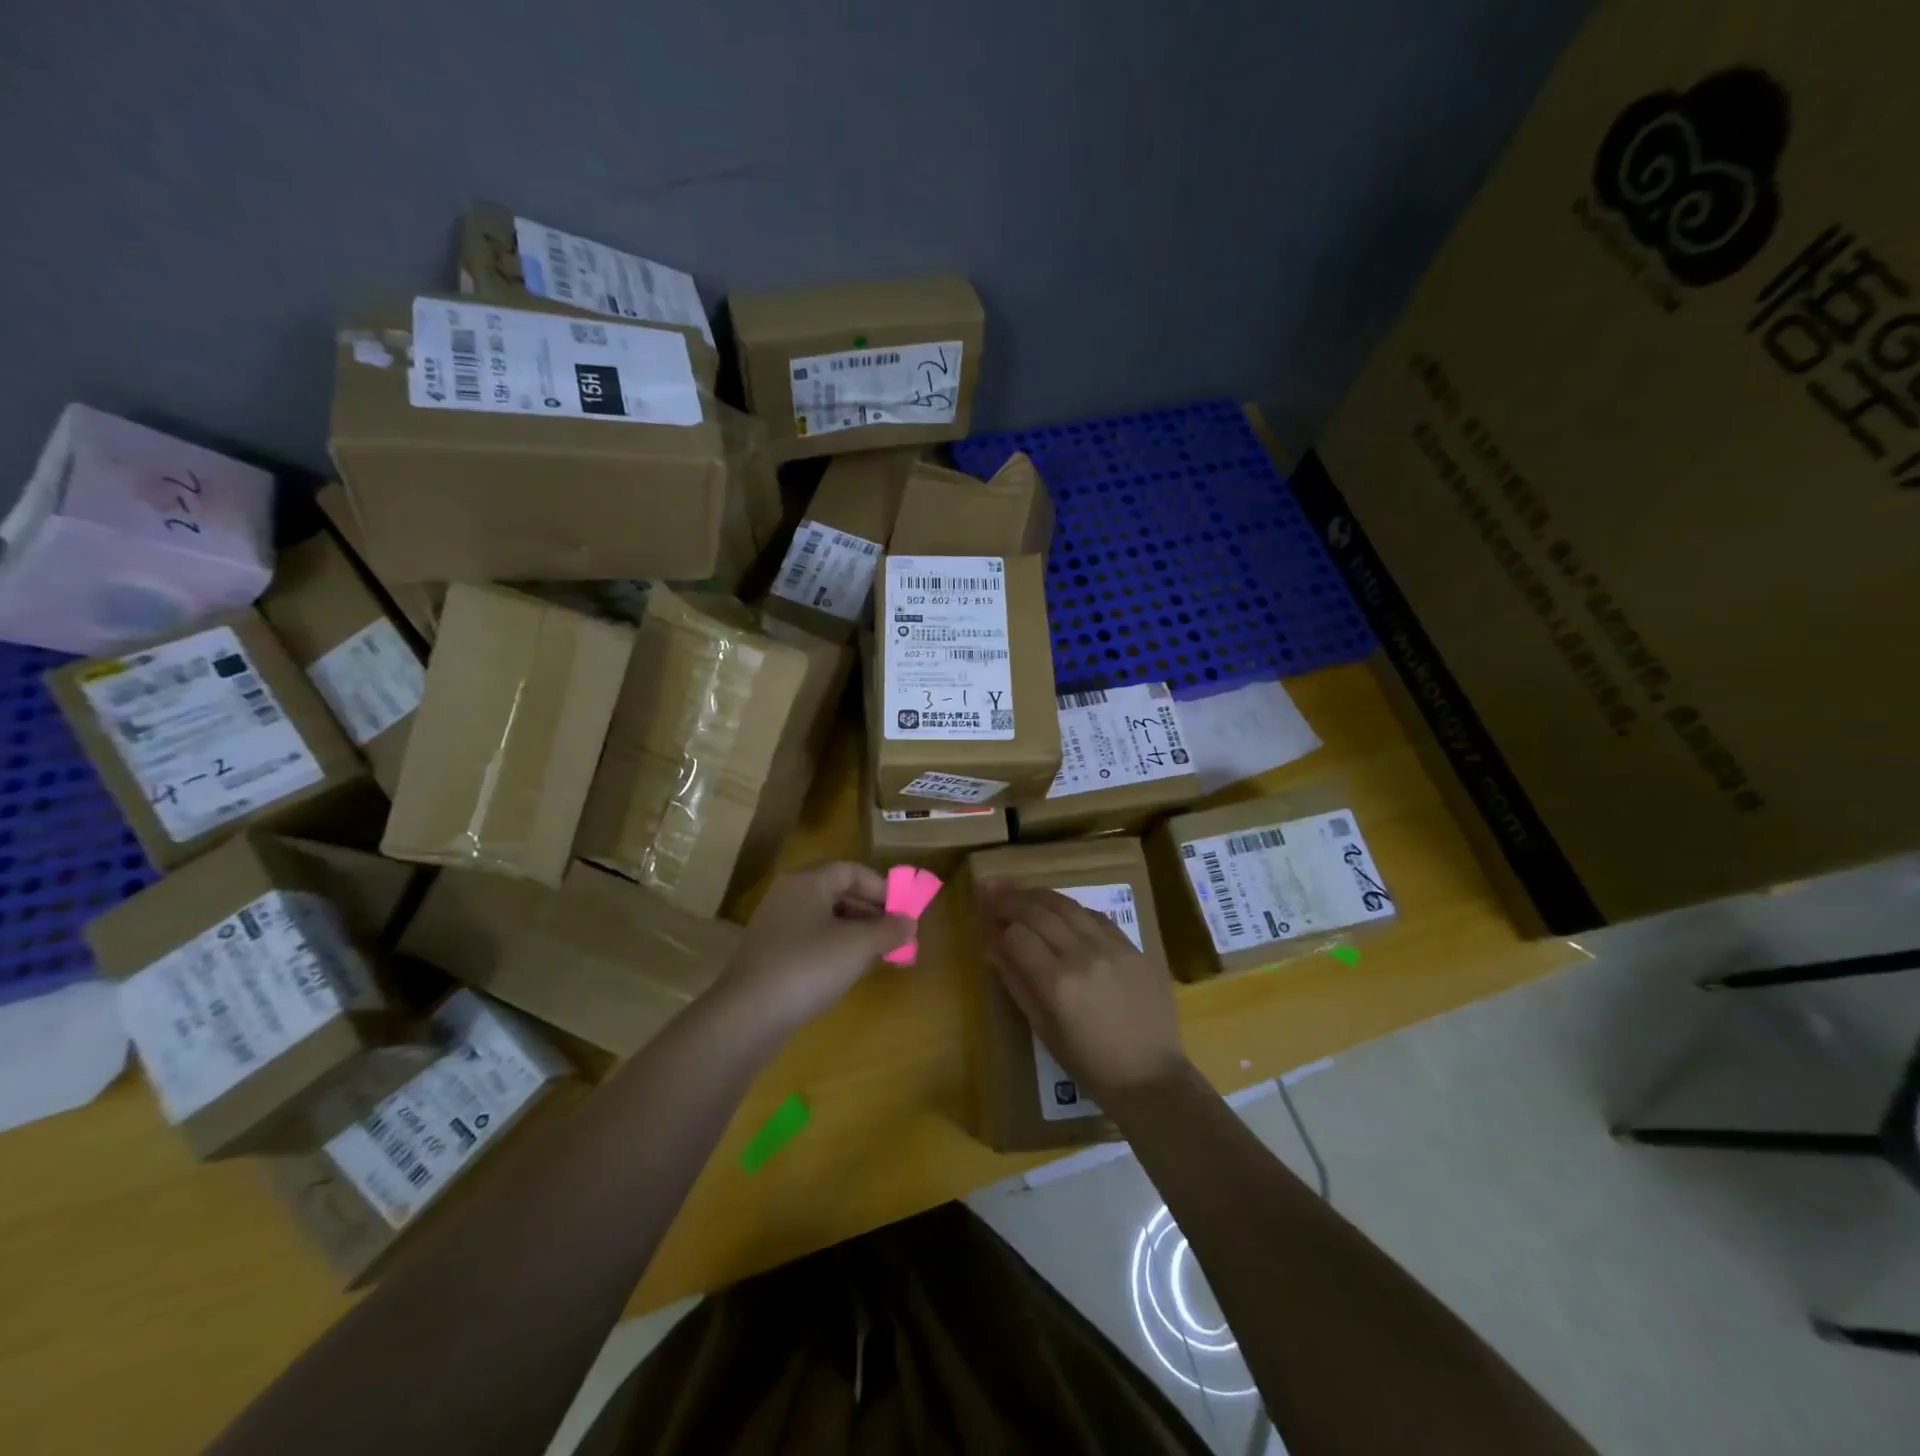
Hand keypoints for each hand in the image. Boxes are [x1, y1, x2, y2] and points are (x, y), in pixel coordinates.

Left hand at [721, 862, 913, 1034]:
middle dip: (870, 912)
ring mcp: (774, 926)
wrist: (748, 1015)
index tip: (902, 911)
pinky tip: (846, 971)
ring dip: (854, 933)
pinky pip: (809, 941)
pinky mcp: (768, 955)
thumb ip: (889, 930)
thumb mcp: (859, 946)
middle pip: (837, 893)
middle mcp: (788, 896)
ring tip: (877, 955)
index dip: (881, 887)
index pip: (851, 870)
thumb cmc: (809, 966)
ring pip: (824, 919)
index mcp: (807, 882)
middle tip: (895, 935)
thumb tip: (909, 922)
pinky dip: (833, 949)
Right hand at [976, 882, 1185, 1102]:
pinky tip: (1060, 910)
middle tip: (991, 888)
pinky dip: (1072, 909)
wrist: (1151, 1076)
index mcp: (1058, 983)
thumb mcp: (1044, 1030)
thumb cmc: (1090, 1064)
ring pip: (1068, 905)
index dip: (997, 924)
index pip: (1017, 935)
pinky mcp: (1132, 946)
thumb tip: (991, 947)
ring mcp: (1111, 947)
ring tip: (1020, 892)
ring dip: (1039, 895)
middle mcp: (1083, 955)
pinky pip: (1095, 916)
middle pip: (1039, 911)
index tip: (984, 918)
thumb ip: (1017, 982)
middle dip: (1011, 898)